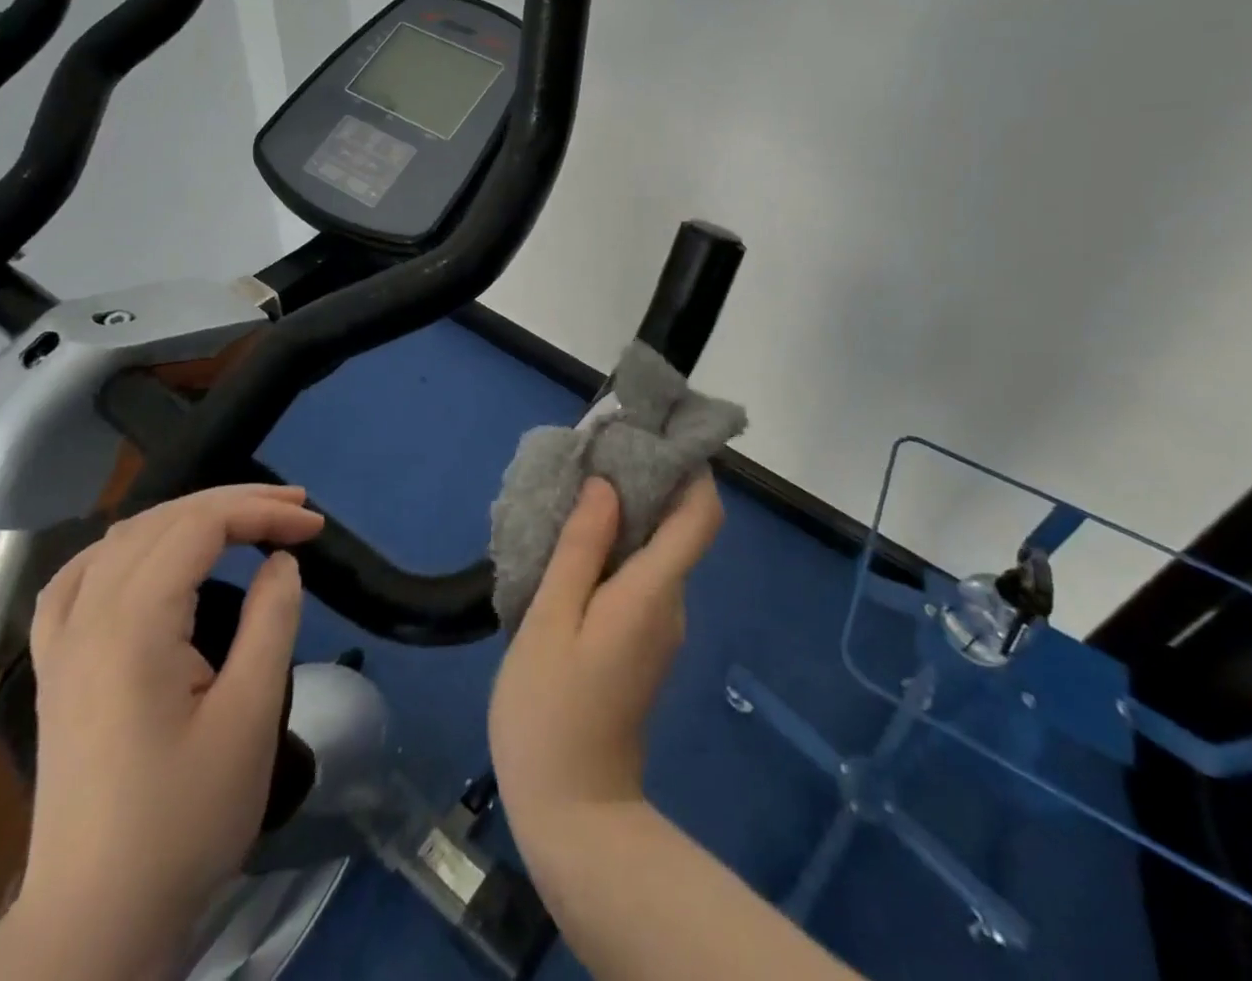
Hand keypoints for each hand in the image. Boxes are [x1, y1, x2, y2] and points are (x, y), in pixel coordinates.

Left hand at [11, 485, 323, 974]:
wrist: (97, 917)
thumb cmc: (184, 817)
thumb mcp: (249, 715)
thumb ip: (270, 620)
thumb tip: (280, 562)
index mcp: (131, 629)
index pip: (199, 528)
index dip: (261, 512)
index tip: (314, 527)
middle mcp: (85, 621)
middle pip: (161, 522)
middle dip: (234, 503)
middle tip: (295, 510)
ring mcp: (60, 645)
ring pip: (119, 539)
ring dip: (185, 516)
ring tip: (240, 518)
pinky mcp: (55, 669)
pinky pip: (77, 577)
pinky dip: (125, 545)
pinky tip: (149, 552)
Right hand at [489, 470, 723, 830]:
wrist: (573, 814)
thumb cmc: (551, 712)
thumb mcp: (551, 621)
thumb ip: (580, 549)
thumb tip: (606, 487)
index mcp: (653, 591)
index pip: (701, 517)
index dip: (692, 471)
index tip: (656, 438)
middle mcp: (670, 603)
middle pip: (678, 528)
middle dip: (646, 486)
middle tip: (594, 460)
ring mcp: (660, 627)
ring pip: (655, 554)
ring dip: (626, 520)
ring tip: (574, 498)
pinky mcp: (643, 644)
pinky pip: (639, 580)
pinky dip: (616, 553)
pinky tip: (572, 552)